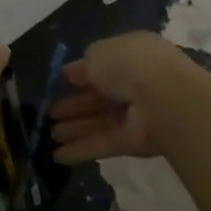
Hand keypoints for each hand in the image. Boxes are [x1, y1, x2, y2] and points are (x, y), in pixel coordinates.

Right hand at [49, 32, 186, 164]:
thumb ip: (82, 66)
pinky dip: (79, 150)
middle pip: (96, 98)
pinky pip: (101, 144)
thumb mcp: (97, 54)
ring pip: (97, 122)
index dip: (78, 76)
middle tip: (48, 115)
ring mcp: (133, 115)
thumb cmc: (128, 65)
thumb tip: (70, 73)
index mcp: (128, 57)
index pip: (100, 68)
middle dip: (72, 107)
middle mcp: (132, 85)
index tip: (59, 84)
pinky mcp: (132, 142)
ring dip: (73, 128)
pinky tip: (56, 156)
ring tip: (48, 135)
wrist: (162, 98)